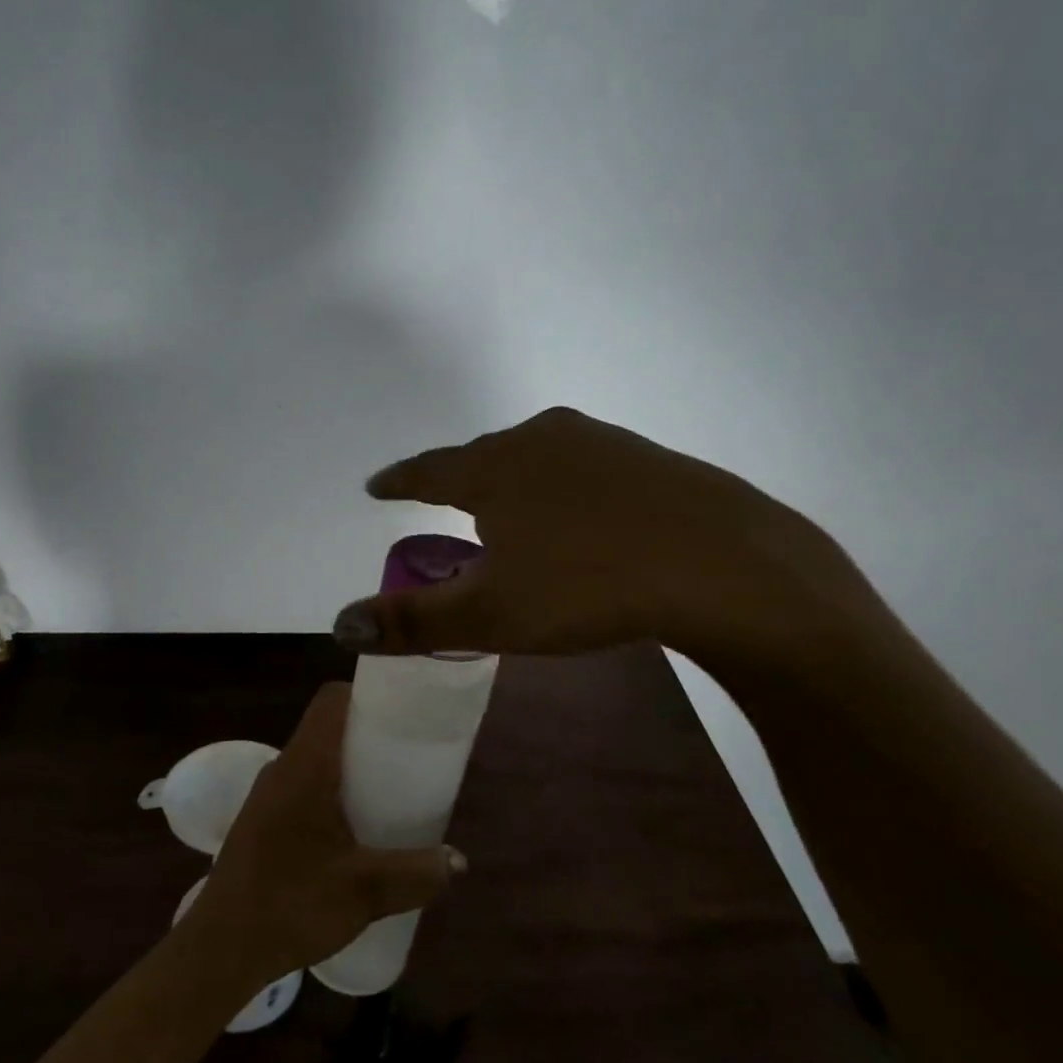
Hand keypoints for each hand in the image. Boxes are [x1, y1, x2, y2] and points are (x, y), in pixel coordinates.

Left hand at [191, 683, 464, 984]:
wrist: (220, 949)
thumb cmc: (291, 904)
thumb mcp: (365, 890)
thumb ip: (416, 873)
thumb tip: (459, 862)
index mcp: (304, 766)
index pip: (331, 700)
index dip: (367, 694)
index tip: (403, 712)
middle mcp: (283, 769)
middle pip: (328, 728)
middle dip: (369, 734)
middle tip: (409, 756)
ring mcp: (268, 795)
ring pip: (316, 759)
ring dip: (351, 767)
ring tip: (390, 791)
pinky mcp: (262, 820)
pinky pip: (304, 786)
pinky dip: (333, 791)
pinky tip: (355, 830)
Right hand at [329, 406, 889, 685]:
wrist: (722, 564)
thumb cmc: (589, 586)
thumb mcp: (492, 615)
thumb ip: (414, 622)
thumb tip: (341, 624)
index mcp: (494, 468)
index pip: (428, 470)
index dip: (399, 481)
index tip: (377, 485)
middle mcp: (540, 439)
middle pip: (481, 457)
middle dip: (458, 481)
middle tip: (444, 505)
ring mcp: (598, 441)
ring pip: (535, 458)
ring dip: (512, 482)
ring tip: (508, 511)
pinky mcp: (645, 456)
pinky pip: (581, 468)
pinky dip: (561, 488)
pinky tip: (579, 516)